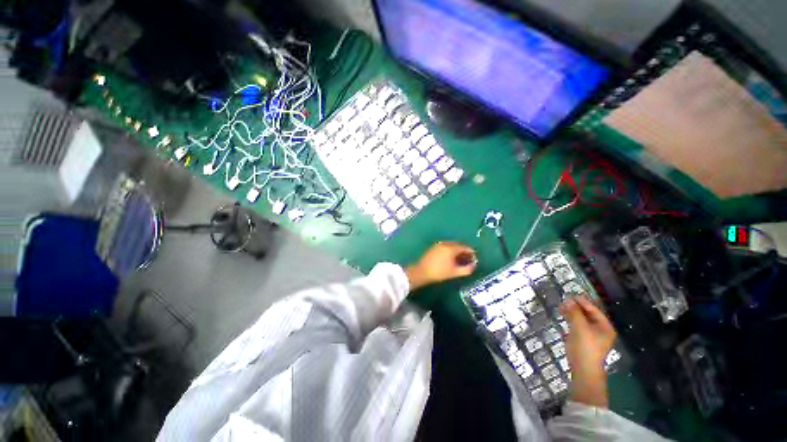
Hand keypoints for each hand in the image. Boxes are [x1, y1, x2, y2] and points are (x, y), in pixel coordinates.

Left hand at [405, 242, 476, 290]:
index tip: (474, 259)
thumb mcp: (454, 272)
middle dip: (464, 252)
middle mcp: (445, 243)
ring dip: (457, 251)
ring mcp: (438, 244)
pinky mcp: (433, 248)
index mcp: (451, 247)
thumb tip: (474, 265)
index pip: (465, 247)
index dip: (471, 253)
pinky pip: (445, 247)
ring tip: (460, 261)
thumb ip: (466, 269)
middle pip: (458, 245)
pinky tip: (451, 260)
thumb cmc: (439, 272)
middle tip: (468, 260)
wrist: (421, 272)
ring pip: (451, 246)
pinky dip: (450, 251)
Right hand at [560, 296, 616, 407]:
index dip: (583, 302)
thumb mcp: (580, 328)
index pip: (594, 310)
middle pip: (588, 314)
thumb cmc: (585, 347)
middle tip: (565, 299)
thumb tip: (569, 300)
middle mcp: (600, 329)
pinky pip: (577, 324)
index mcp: (605, 327)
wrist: (583, 369)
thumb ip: (575, 313)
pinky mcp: (583, 339)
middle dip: (577, 307)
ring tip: (562, 305)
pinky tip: (563, 314)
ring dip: (573, 312)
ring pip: (582, 319)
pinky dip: (571, 318)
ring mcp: (591, 334)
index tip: (571, 295)